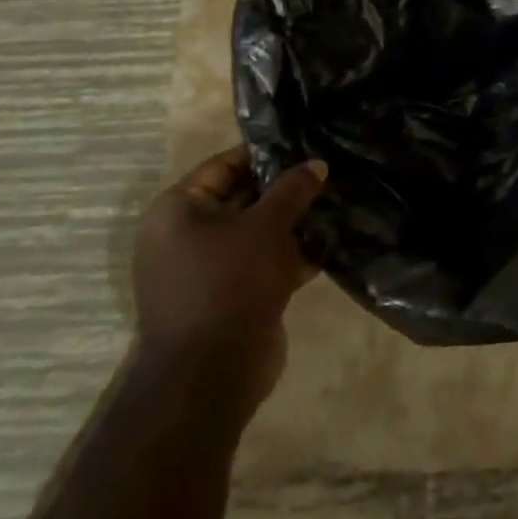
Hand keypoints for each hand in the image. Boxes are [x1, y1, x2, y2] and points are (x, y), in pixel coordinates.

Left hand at [130, 146, 325, 420]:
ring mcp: (209, 269)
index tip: (306, 144)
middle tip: (330, 172)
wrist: (211, 374)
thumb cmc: (229, 284)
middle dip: (286, 189)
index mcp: (178, 211)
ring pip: (258, 232)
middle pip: (243, 198)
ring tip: (338, 202)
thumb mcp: (265, 227)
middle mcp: (186, 236)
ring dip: (295, 223)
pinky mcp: (232, 296)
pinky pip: (265, 263)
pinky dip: (293, 254)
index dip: (266, 154)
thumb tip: (316, 163)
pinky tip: (333, 242)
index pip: (224, 165)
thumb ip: (292, 190)